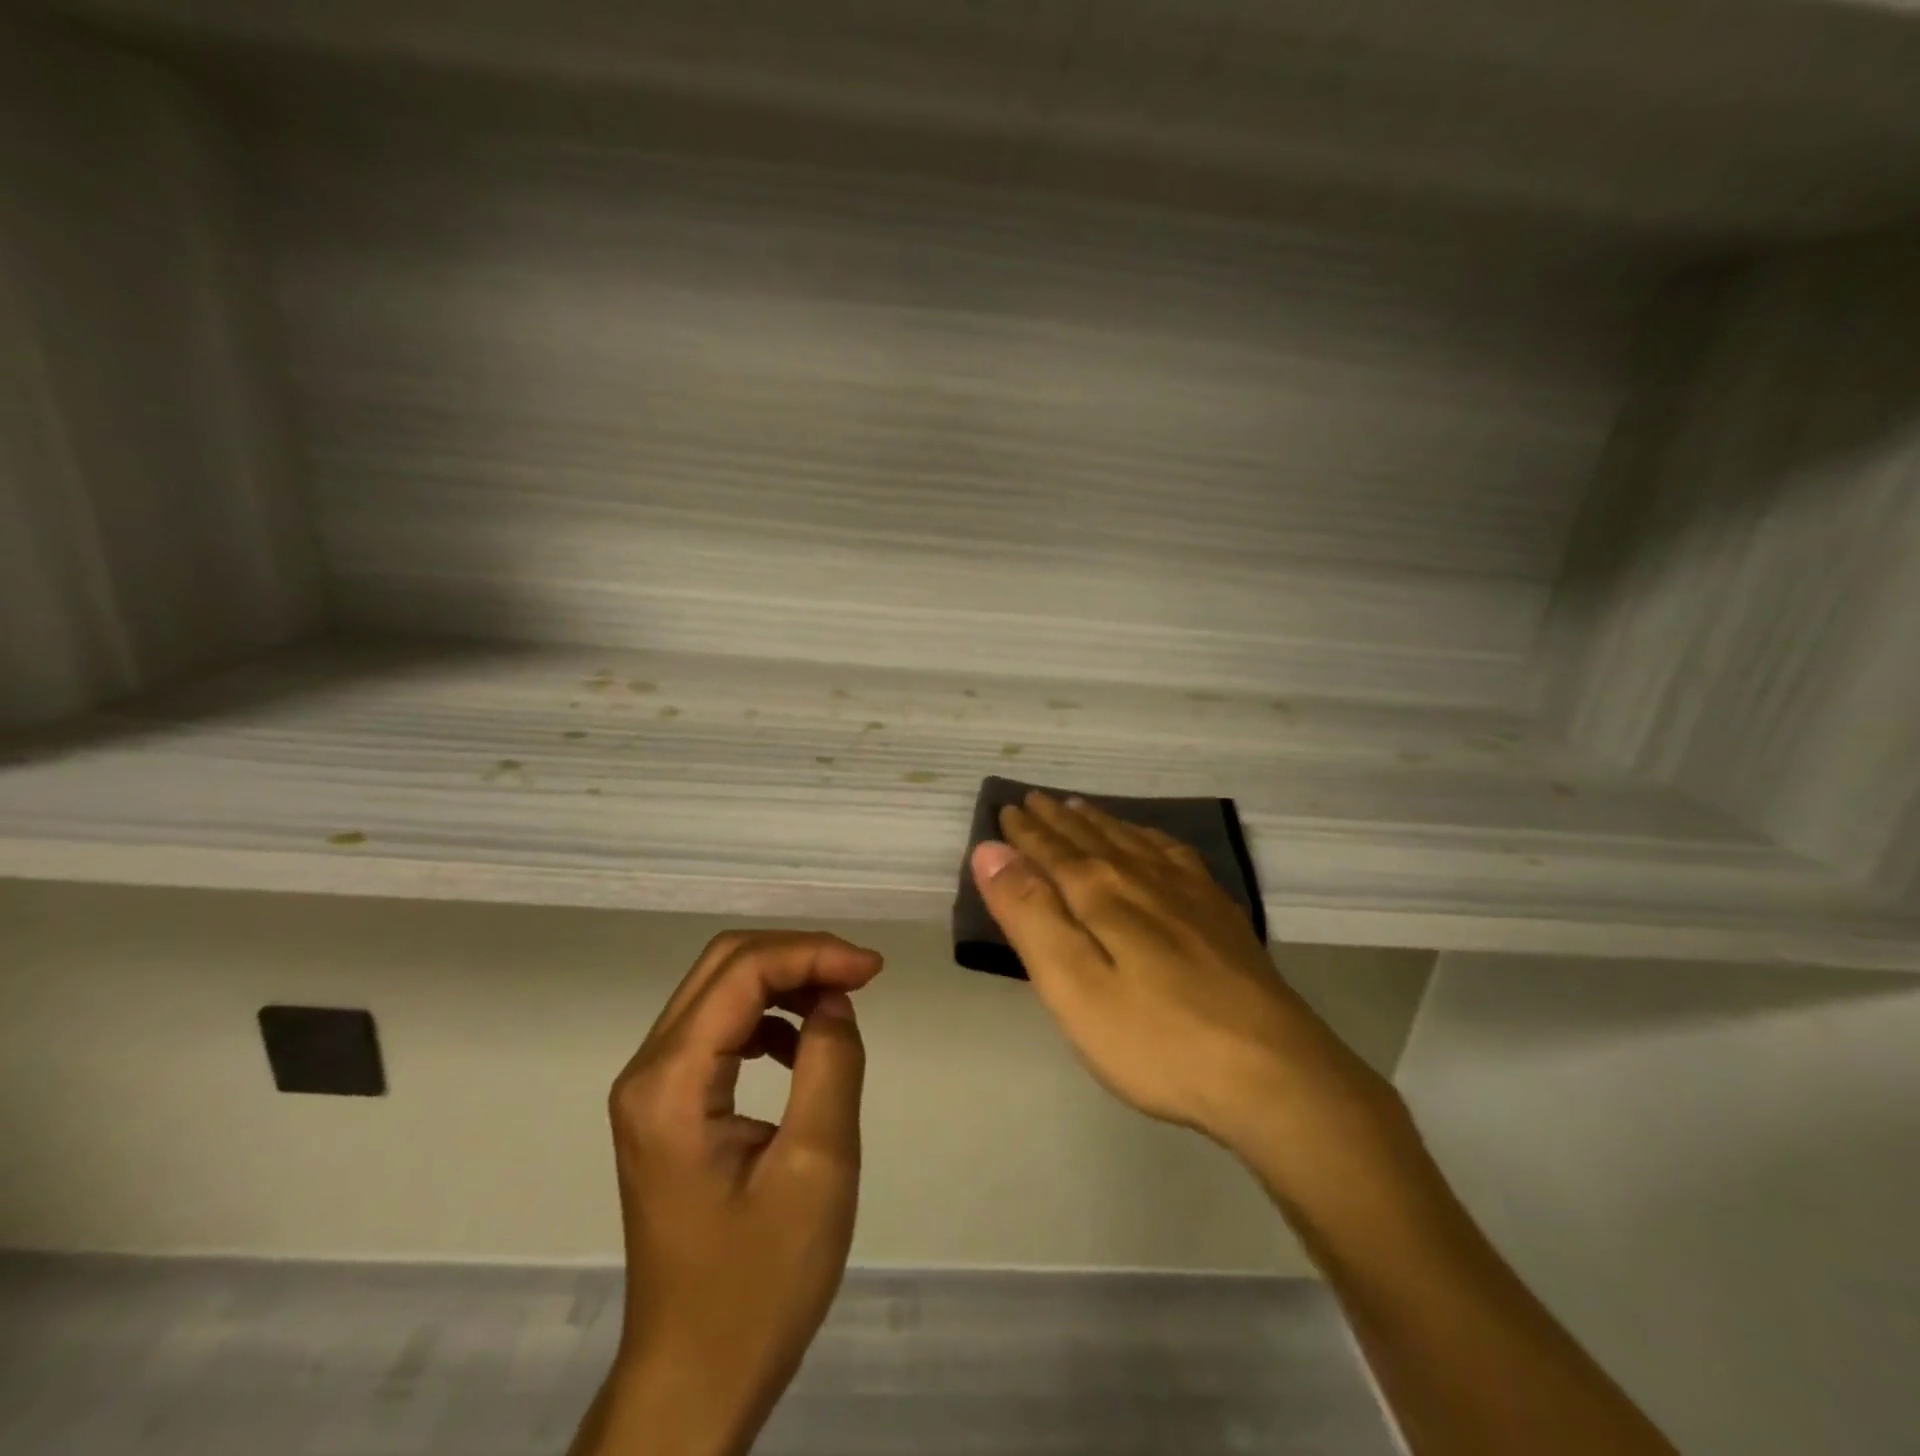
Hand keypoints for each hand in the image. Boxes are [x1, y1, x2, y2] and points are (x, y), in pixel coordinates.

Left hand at [593, 931, 883, 1455]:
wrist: (694, 1379)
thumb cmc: (758, 1285)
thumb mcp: (816, 1169)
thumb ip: (830, 1065)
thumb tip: (835, 998)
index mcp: (671, 1084)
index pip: (742, 972)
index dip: (812, 953)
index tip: (874, 970)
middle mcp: (648, 1071)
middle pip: (723, 966)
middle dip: (797, 956)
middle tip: (859, 976)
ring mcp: (652, 1089)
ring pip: (720, 990)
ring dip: (783, 981)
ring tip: (839, 1003)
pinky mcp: (667, 1107)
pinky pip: (718, 1029)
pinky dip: (767, 1018)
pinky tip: (802, 1048)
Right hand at [970, 792, 1399, 1178]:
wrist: (1273, 1073)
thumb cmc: (1156, 1040)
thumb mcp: (1073, 986)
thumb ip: (1030, 915)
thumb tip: (991, 851)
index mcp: (1102, 894)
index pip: (1052, 851)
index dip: (1025, 833)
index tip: (1006, 811)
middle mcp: (1143, 878)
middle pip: (1091, 838)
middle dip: (1057, 820)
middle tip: (1034, 799)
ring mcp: (1189, 893)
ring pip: (1131, 841)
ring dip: (1099, 822)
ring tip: (1079, 807)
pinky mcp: (1221, 914)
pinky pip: (1175, 854)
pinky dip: (1149, 838)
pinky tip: (1149, 841)